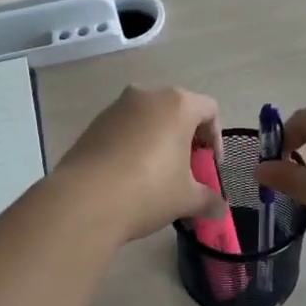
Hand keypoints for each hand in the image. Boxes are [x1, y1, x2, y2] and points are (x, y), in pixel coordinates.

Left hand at [54, 85, 225, 244]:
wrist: (84, 200)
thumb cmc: (148, 191)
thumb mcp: (186, 198)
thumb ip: (209, 200)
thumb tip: (220, 210)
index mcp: (177, 104)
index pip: (209, 110)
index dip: (216, 139)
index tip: (210, 166)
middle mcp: (146, 96)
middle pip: (177, 110)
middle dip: (186, 139)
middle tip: (187, 171)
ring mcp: (116, 107)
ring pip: (148, 118)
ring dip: (158, 141)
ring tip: (157, 176)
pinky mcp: (93, 124)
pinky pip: (124, 129)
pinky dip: (133, 145)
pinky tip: (129, 177)